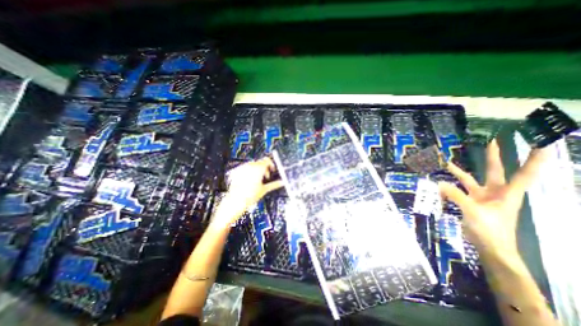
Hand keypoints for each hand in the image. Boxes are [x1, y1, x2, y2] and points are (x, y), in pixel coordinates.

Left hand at [213, 158, 285, 225]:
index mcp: (258, 168)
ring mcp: (242, 168)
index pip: (267, 160)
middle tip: (266, 177)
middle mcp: (250, 166)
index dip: (271, 165)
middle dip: (264, 168)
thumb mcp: (264, 189)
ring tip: (257, 180)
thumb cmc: (249, 196)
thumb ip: (274, 184)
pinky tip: (249, 181)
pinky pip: (245, 168)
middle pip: (260, 162)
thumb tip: (282, 183)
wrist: (235, 201)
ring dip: (257, 170)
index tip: (272, 170)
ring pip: (253, 165)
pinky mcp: (236, 171)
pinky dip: (249, 172)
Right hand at [441, 139, 549, 263]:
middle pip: (494, 171)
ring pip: (468, 180)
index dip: (533, 160)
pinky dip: (447, 189)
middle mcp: (495, 192)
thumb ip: (456, 196)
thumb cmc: (491, 230)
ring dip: (457, 172)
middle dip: (493, 157)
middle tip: (492, 141)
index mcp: (506, 194)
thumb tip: (439, 183)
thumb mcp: (473, 212)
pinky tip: (437, 187)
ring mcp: (481, 197)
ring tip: (446, 163)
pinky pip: (456, 192)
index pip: (524, 174)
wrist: (489, 247)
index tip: (542, 144)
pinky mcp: (470, 203)